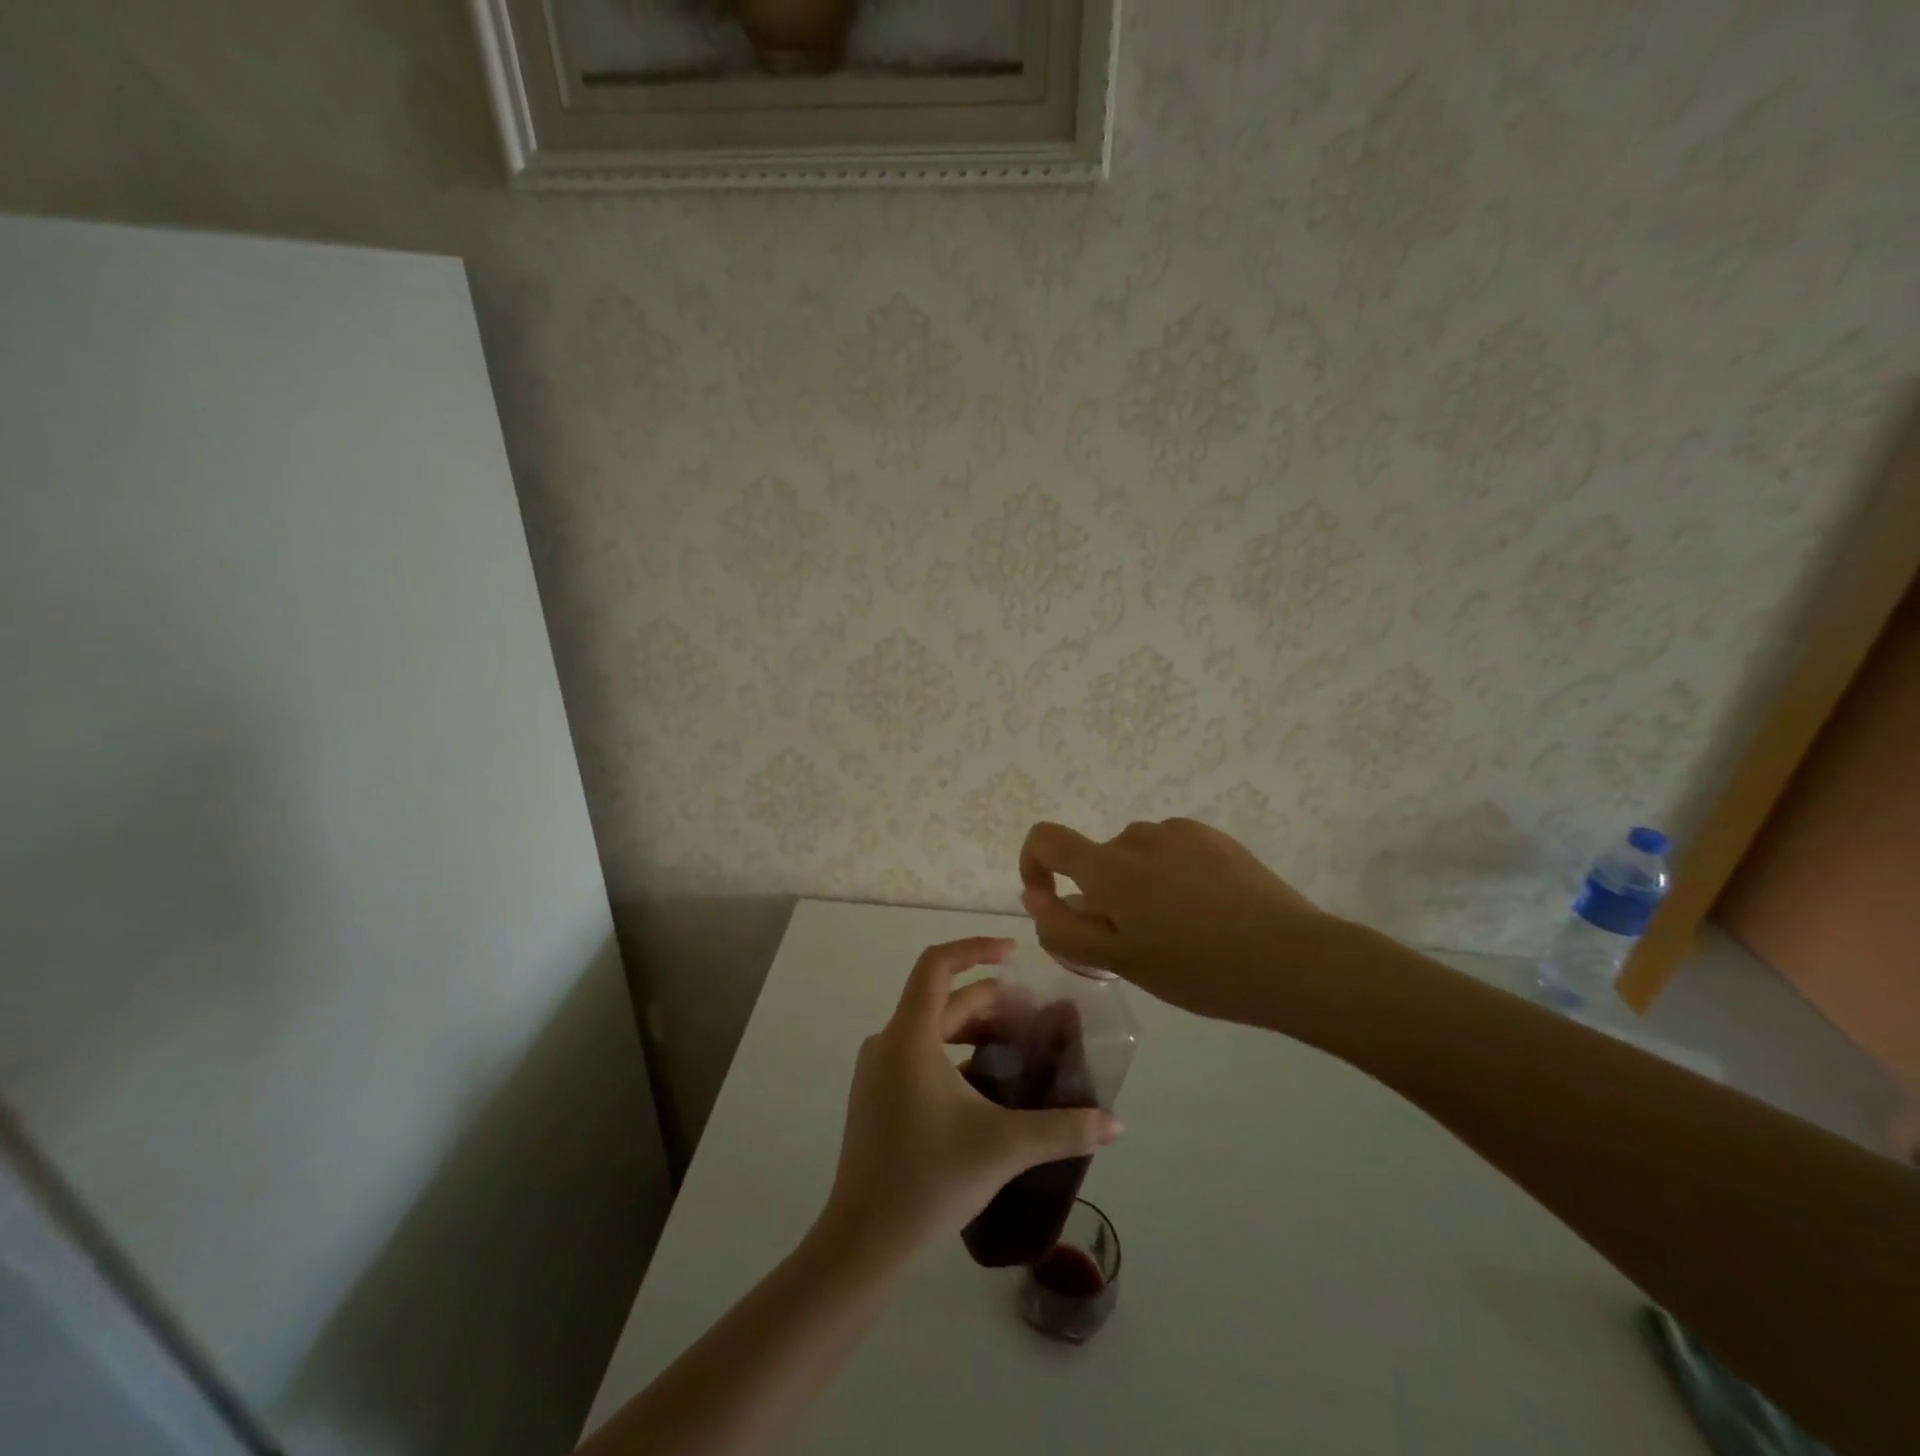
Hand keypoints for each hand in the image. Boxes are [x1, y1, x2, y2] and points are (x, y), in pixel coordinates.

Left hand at [820, 937, 1120, 1259]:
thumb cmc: (929, 1180)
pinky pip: (918, 1054)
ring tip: (1016, 1047)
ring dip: (974, 1028)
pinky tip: (985, 1085)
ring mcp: (877, 1070)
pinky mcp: (876, 1096)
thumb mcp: (1003, 1147)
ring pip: (931, 1028)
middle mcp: (888, 1042)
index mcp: (909, 1037)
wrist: (862, 1244)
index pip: (937, 965)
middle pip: (942, 999)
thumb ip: (1063, 1129)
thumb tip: (1116, 1124)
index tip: (1014, 954)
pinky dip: (954, 1053)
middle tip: (1035, 1019)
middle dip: (991, 1001)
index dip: (975, 948)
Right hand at [1018, 818, 1338, 1033]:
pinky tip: (1207, 910)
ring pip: (1136, 858)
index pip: (1045, 839)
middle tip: (1139, 943)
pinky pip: (1172, 851)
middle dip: (1102, 895)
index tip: (1052, 900)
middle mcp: (1137, 836)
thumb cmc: (1197, 968)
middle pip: (1097, 859)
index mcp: (1108, 867)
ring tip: (1180, 930)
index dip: (1033, 864)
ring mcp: (1179, 832)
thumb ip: (1064, 928)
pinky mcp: (1213, 837)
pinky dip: (1172, 875)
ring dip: (1139, 886)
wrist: (1292, 957)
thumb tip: (1036, 897)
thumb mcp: (1120, 962)